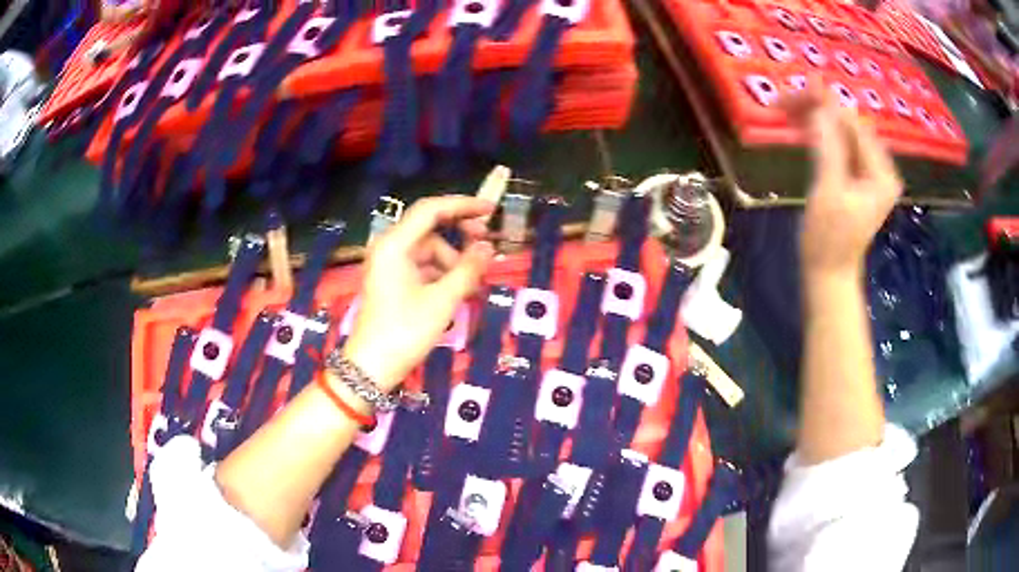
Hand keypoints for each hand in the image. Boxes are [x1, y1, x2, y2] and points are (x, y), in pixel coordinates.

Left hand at [344, 196, 495, 390]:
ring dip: (454, 262)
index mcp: (395, 245)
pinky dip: (442, 274)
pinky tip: (460, 291)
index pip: (431, 210)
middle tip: (486, 247)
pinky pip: (423, 267)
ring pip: (429, 251)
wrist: (371, 368)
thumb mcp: (442, 301)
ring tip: (474, 285)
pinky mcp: (393, 282)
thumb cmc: (404, 331)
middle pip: (430, 229)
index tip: (490, 210)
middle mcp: (389, 248)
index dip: (462, 205)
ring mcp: (390, 265)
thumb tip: (488, 248)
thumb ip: (467, 269)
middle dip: (460, 236)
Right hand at [786, 85, 902, 278]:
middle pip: (848, 124)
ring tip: (786, 110)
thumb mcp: (828, 191)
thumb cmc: (828, 240)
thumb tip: (818, 105)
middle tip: (784, 102)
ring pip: (840, 131)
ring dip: (815, 118)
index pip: (853, 123)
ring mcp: (868, 172)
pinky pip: (838, 144)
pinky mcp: (856, 177)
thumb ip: (827, 146)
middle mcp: (879, 167)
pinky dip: (818, 132)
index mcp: (881, 172)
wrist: (828, 274)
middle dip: (818, 109)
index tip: (795, 90)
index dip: (825, 104)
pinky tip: (801, 125)